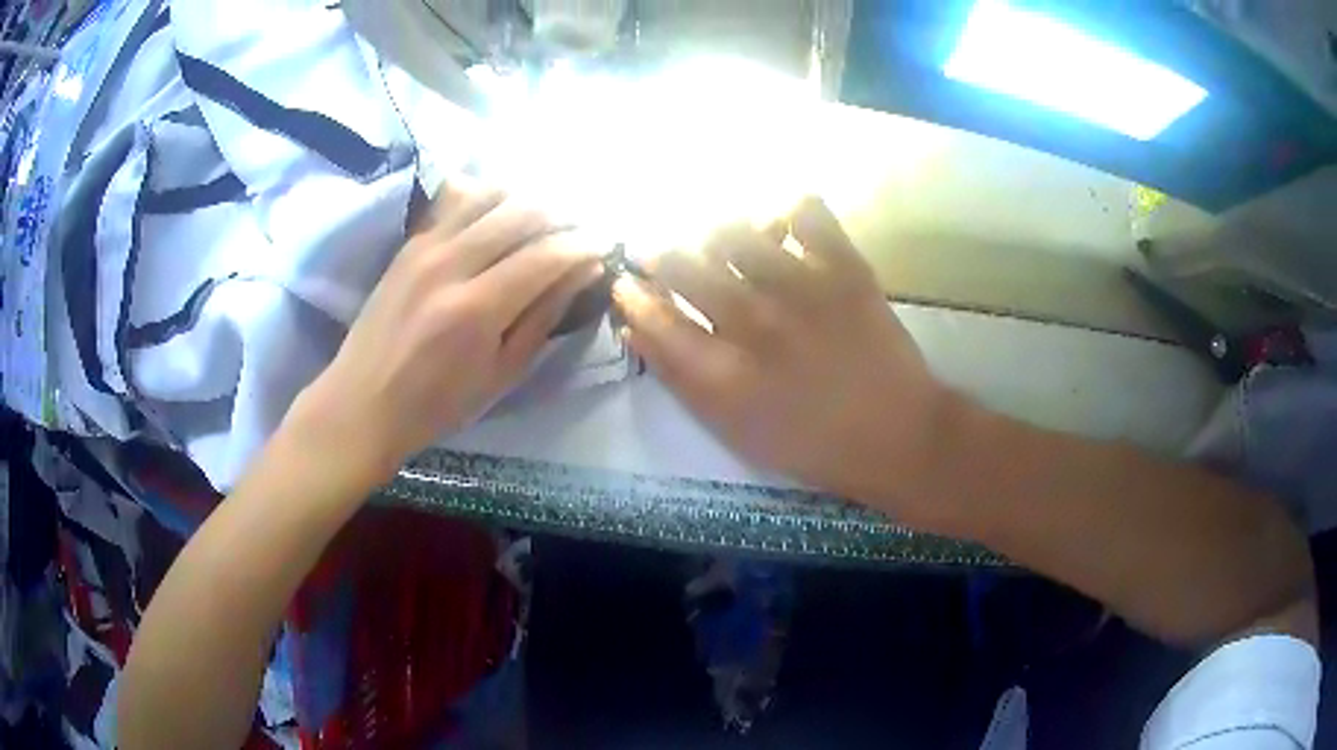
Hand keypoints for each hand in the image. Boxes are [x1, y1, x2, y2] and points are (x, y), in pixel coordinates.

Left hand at [294, 177, 601, 485]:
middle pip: (522, 212)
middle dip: (564, 214)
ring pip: (491, 195)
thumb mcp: (502, 374)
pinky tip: (504, 213)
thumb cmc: (438, 404)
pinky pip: (458, 200)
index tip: (606, 245)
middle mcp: (451, 264)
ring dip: (529, 198)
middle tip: (583, 228)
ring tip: (548, 218)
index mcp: (477, 309)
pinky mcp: (411, 242)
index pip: (547, 254)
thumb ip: (544, 317)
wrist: (363, 401)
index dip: (584, 244)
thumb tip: (584, 271)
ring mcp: (426, 246)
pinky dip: (491, 197)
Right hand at [613, 198, 950, 520]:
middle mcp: (753, 322)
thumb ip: (679, 377)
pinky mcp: (844, 268)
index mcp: (722, 373)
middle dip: (660, 253)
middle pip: (682, 263)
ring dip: (714, 230)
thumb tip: (634, 325)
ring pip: (734, 229)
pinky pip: (806, 212)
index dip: (632, 292)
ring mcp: (801, 288)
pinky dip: (788, 208)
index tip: (627, 282)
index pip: (653, 315)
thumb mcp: (731, 428)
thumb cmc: (809, 443)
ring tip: (720, 239)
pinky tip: (781, 224)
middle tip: (664, 253)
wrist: (897, 435)